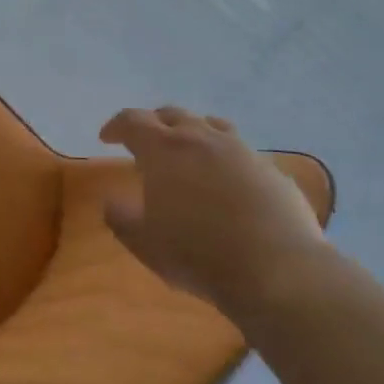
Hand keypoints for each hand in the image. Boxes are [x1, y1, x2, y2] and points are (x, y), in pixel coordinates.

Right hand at [99, 106, 328, 315]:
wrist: (277, 269)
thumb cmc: (198, 254)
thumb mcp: (144, 243)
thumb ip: (121, 218)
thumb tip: (111, 201)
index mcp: (164, 150)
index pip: (132, 121)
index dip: (116, 126)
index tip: (107, 138)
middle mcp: (202, 138)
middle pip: (172, 114)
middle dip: (153, 123)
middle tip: (144, 141)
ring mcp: (242, 150)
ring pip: (211, 125)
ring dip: (192, 131)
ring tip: (188, 150)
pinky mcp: (272, 169)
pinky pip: (241, 151)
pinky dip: (225, 156)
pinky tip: (227, 180)